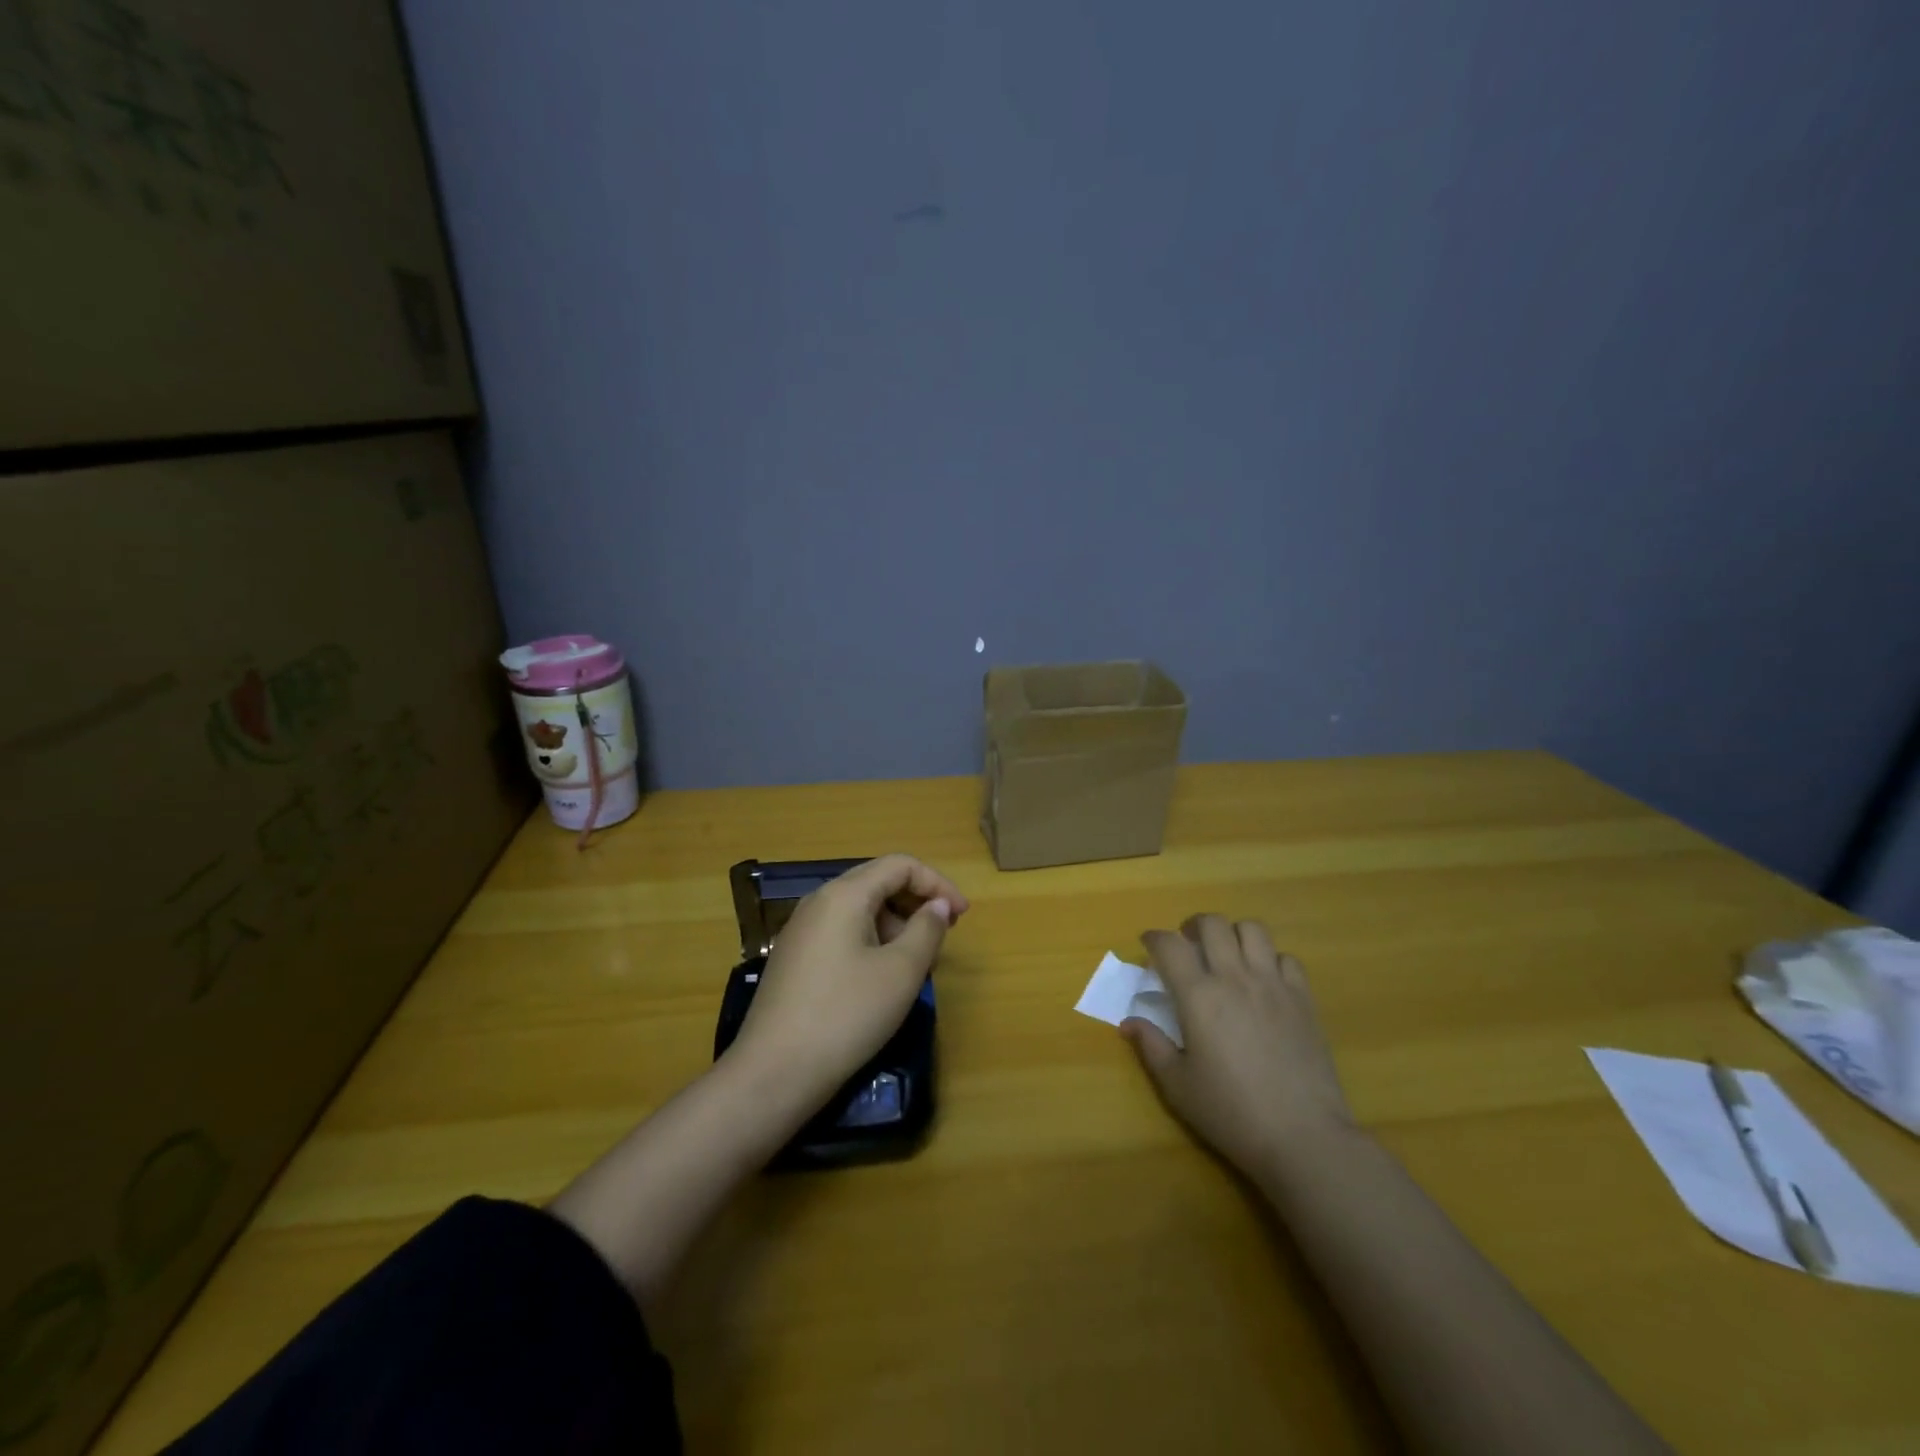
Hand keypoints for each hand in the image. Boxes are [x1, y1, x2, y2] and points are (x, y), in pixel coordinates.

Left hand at [729, 854, 968, 1111]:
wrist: (773, 1073)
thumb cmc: (846, 1015)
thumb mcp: (900, 972)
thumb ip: (927, 930)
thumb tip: (937, 906)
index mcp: (844, 894)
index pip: (899, 865)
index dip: (937, 883)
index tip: (962, 915)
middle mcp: (818, 901)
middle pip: (877, 881)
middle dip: (916, 901)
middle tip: (944, 935)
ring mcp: (801, 930)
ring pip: (860, 909)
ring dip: (896, 924)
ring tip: (916, 963)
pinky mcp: (794, 958)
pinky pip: (842, 932)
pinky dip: (872, 940)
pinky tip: (882, 977)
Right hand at [1123, 915, 1354, 1177]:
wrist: (1304, 1137)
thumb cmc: (1232, 1113)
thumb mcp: (1178, 1086)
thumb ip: (1151, 1047)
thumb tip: (1128, 1023)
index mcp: (1198, 996)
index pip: (1170, 945)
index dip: (1154, 938)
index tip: (1149, 947)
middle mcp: (1235, 978)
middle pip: (1212, 924)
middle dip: (1193, 927)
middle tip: (1187, 947)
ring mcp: (1273, 984)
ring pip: (1252, 929)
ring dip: (1233, 934)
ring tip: (1227, 955)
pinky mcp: (1304, 999)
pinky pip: (1286, 958)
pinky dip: (1270, 960)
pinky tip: (1264, 982)